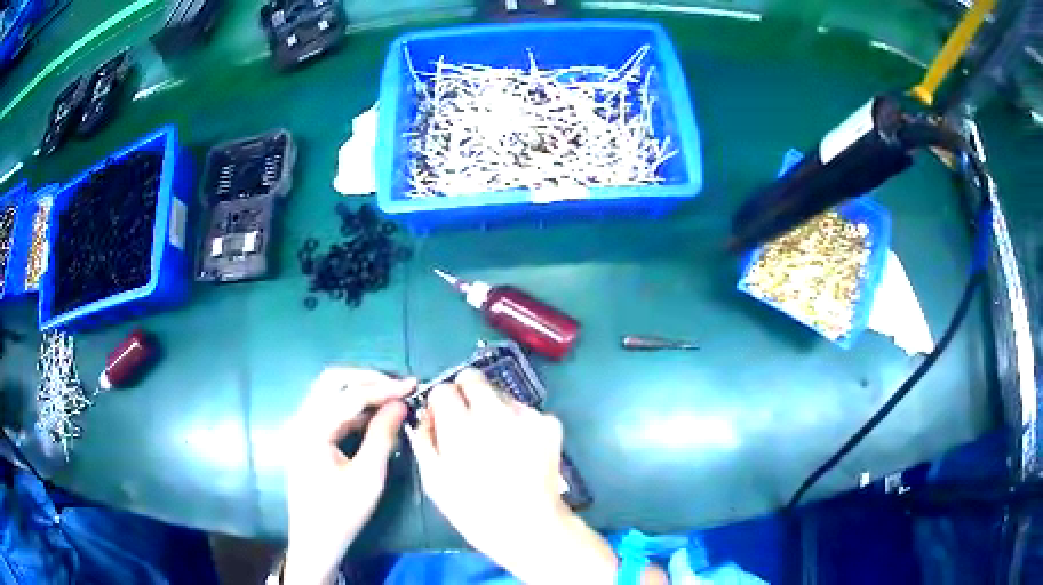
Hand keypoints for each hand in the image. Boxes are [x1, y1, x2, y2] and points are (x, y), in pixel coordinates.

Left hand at [284, 368, 414, 584]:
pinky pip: (331, 411)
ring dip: (361, 391)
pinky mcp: (308, 438)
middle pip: (332, 382)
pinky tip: (375, 417)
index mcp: (312, 429)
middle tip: (399, 387)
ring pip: (331, 394)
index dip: (383, 387)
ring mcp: (302, 428)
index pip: (350, 395)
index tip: (413, 384)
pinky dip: (354, 408)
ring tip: (393, 398)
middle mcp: (302, 420)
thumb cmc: (341, 513)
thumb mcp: (368, 477)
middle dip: (368, 379)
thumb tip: (400, 404)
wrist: (315, 540)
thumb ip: (382, 435)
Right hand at [406, 368, 618, 583]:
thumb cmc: (474, 509)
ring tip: (497, 441)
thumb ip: (424, 441)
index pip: (444, 388)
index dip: (440, 403)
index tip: (442, 418)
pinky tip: (519, 449)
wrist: (529, 526)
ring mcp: (527, 415)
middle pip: (474, 377)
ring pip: (501, 394)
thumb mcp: (434, 481)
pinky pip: (526, 411)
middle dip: (465, 392)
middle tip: (467, 419)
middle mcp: (494, 412)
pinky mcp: (550, 423)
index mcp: (460, 426)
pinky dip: (519, 423)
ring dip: (493, 409)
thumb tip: (425, 416)